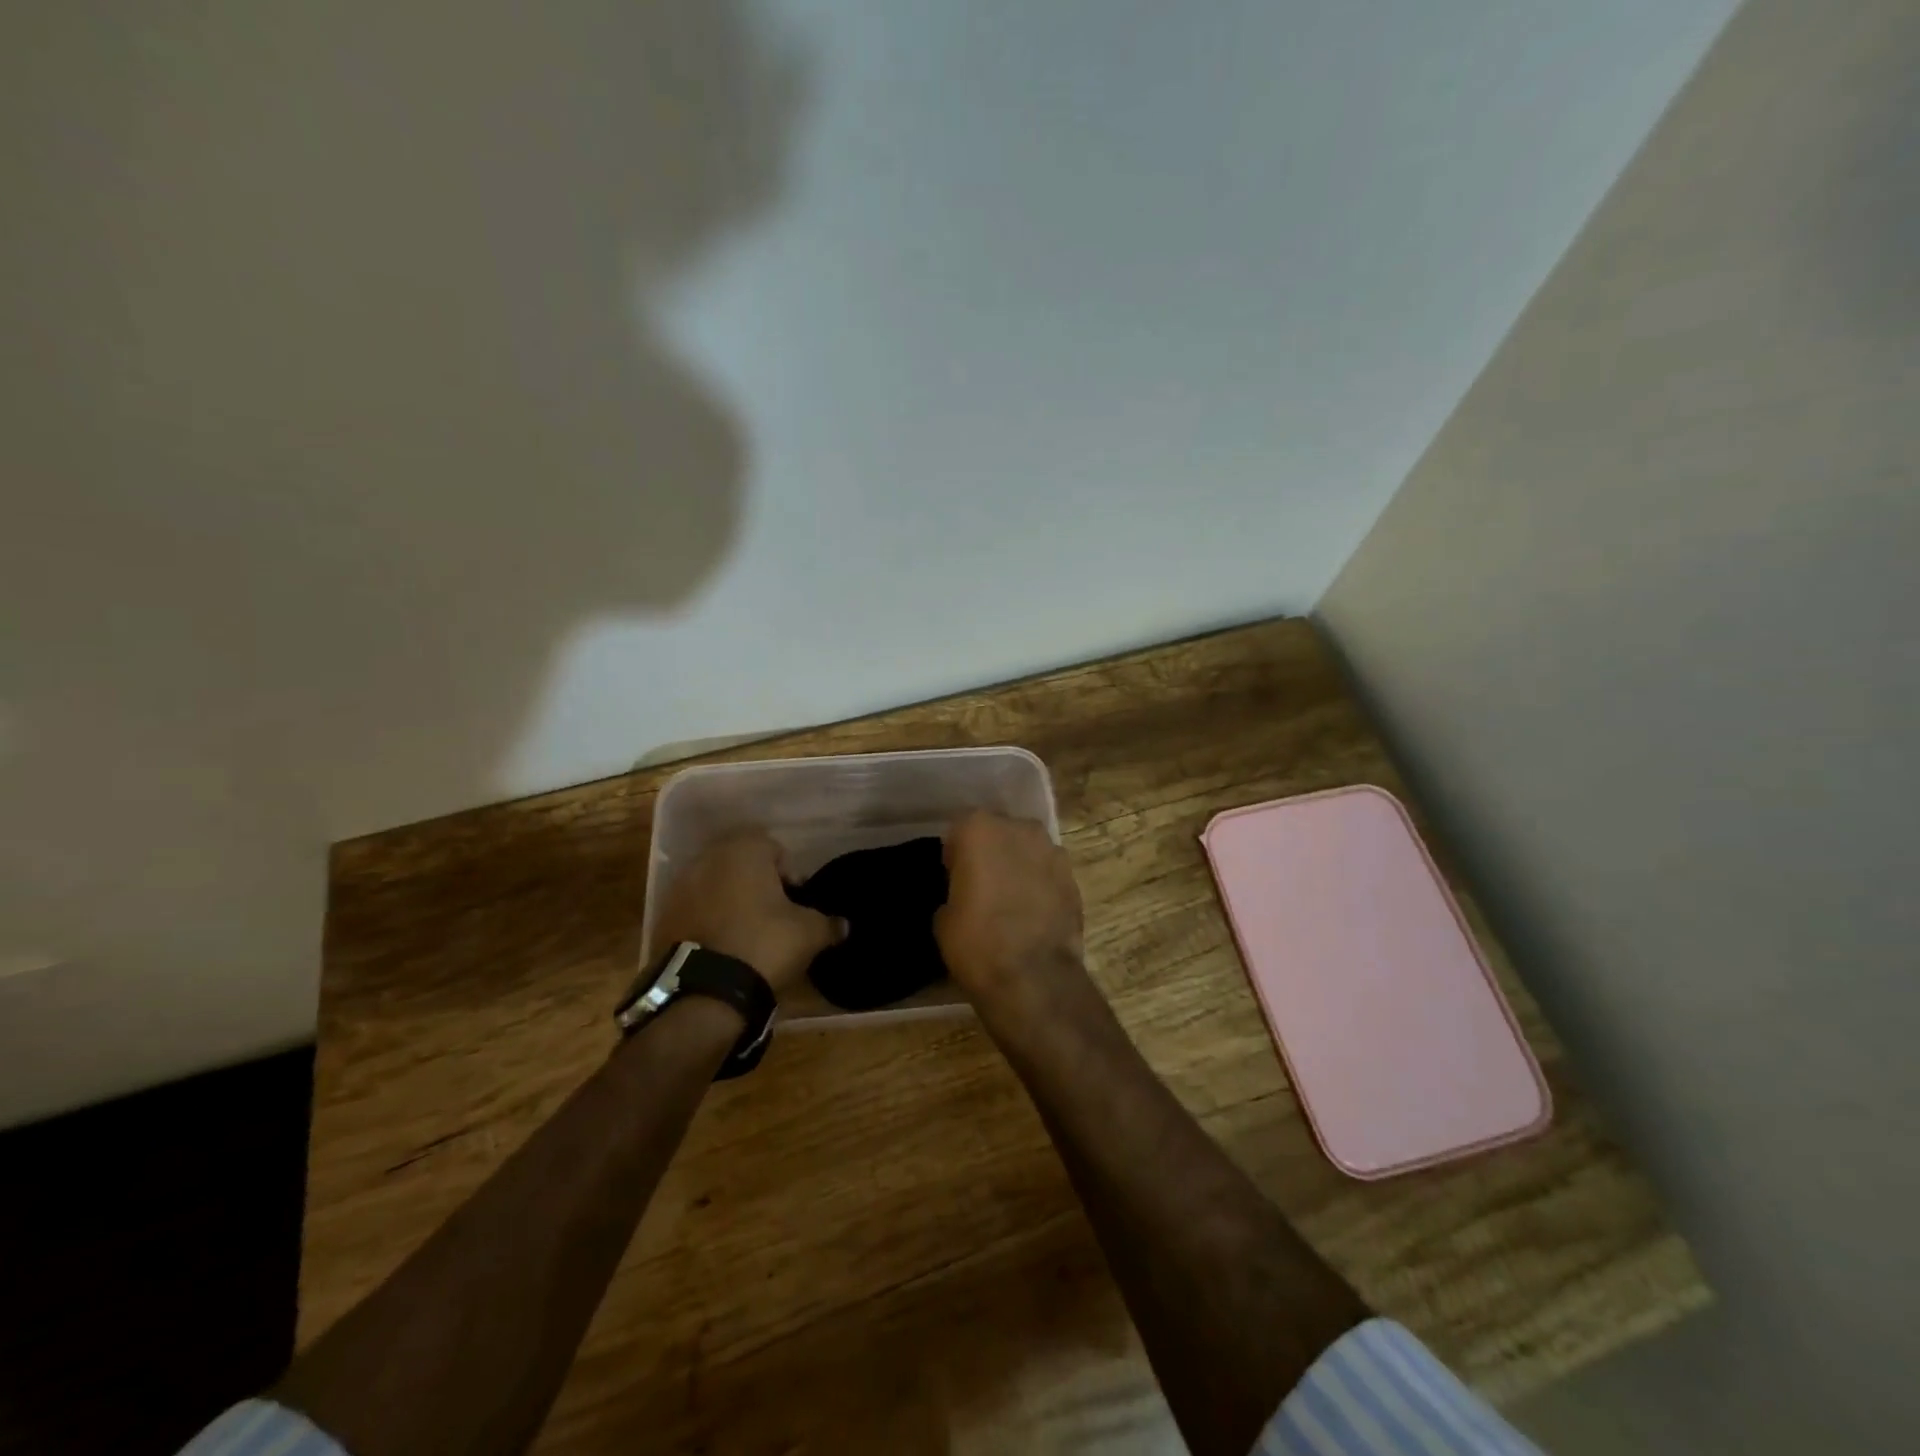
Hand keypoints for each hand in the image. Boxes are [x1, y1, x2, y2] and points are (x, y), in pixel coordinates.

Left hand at [655, 832, 842, 997]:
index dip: (790, 875)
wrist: (704, 992)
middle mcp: (708, 858)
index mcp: (744, 850)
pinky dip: (709, 921)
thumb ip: (828, 923)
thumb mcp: (809, 933)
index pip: (775, 849)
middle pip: (742, 864)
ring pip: (715, 885)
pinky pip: (695, 910)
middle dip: (758, 884)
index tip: (796, 903)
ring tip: (748, 933)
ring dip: (731, 901)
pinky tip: (723, 947)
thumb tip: (843, 925)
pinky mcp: (663, 917)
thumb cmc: (764, 944)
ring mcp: (680, 887)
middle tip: (774, 916)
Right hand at [935, 811, 1084, 1016]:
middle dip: (991, 852)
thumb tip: (966, 895)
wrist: (1033, 978)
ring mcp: (1052, 850)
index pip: (961, 830)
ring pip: (1027, 849)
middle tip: (982, 885)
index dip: (956, 854)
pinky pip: (1049, 872)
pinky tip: (1033, 913)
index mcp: (979, 829)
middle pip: (999, 832)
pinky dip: (1041, 884)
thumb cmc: (977, 942)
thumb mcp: (943, 917)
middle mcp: (1019, 828)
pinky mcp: (1074, 876)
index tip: (954, 877)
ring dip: (1019, 865)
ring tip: (1011, 900)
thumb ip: (955, 889)